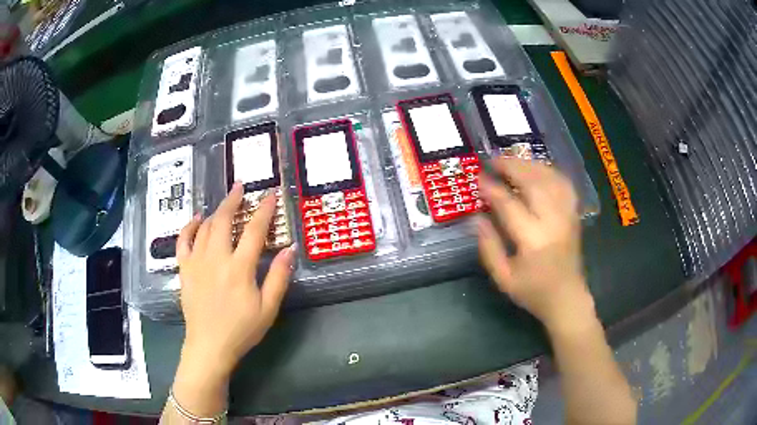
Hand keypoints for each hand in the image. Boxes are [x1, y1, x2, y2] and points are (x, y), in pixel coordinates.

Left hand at [176, 183, 294, 378]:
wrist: (209, 346)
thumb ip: (279, 277)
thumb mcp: (268, 308)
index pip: (255, 230)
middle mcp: (217, 258)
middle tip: (240, 187)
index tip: (269, 195)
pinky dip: (190, 226)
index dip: (264, 210)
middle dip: (233, 200)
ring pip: (205, 227)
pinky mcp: (185, 269)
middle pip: (224, 220)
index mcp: (239, 268)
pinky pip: (183, 240)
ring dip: (216, 211)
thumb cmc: (242, 330)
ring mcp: (197, 261)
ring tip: (224, 203)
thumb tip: (291, 249)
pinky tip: (197, 219)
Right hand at [477, 159, 591, 329]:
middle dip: (511, 167)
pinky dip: (549, 171)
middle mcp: (553, 222)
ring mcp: (567, 216)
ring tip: (511, 161)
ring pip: (550, 178)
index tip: (478, 177)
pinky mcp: (574, 215)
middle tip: (492, 160)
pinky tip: (537, 170)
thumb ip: (488, 247)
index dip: (492, 188)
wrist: (567, 298)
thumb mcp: (503, 278)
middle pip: (533, 183)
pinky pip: (564, 184)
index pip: (510, 205)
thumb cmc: (533, 291)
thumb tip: (476, 217)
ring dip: (530, 165)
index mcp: (533, 240)